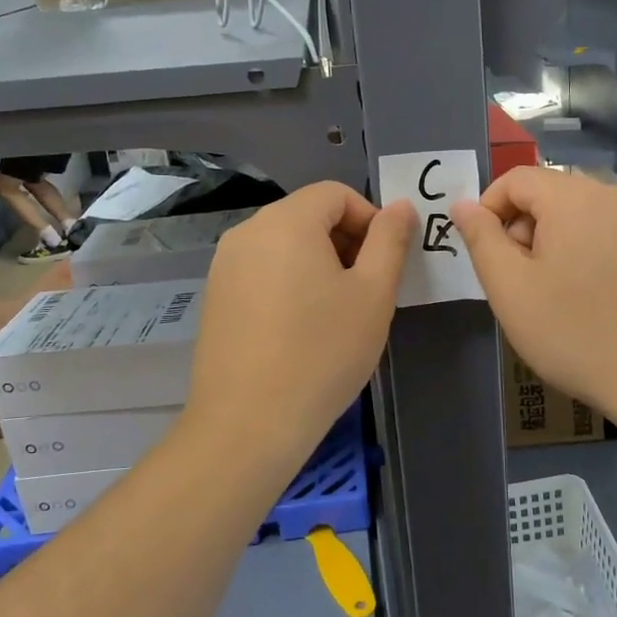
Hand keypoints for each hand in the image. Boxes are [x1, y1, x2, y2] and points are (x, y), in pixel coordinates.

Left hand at [184, 184, 414, 469]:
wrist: (248, 424)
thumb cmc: (322, 353)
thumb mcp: (373, 294)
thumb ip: (391, 241)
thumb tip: (400, 207)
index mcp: (286, 221)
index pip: (336, 193)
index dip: (370, 219)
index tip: (384, 263)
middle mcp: (248, 232)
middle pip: (308, 215)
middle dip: (345, 241)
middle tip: (366, 290)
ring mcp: (224, 265)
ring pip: (284, 243)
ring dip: (319, 263)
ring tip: (336, 312)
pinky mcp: (215, 296)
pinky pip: (262, 269)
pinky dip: (290, 281)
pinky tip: (301, 328)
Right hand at [451, 168, 616, 440]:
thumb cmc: (575, 333)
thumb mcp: (510, 288)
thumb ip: (481, 239)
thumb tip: (463, 205)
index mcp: (573, 196)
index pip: (515, 179)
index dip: (488, 209)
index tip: (484, 255)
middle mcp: (612, 194)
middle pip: (547, 193)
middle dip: (521, 228)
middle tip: (516, 280)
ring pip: (576, 213)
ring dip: (551, 242)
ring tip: (550, 293)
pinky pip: (605, 231)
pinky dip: (582, 251)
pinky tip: (586, 297)